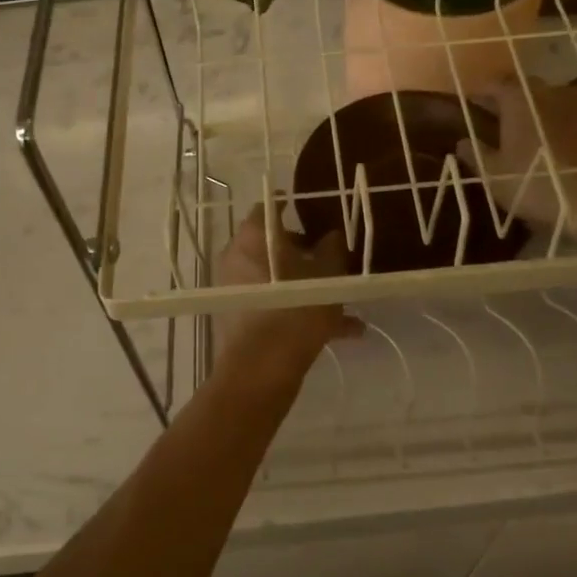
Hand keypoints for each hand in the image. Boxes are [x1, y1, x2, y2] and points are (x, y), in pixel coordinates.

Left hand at [213, 204, 362, 380]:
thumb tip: (332, 236)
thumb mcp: (328, 276)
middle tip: (330, 260)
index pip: (270, 207)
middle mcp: (236, 256)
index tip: (312, 215)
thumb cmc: (297, 308)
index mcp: (254, 236)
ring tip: (343, 303)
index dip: (291, 208)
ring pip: (276, 278)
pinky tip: (341, 332)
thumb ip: (332, 250)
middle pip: (272, 245)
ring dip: (306, 286)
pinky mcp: (236, 316)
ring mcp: (233, 287)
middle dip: (303, 253)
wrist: (262, 369)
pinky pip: (272, 304)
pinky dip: (298, 310)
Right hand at [455, 76, 576, 249]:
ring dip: (543, 114)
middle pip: (527, 88)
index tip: (472, 104)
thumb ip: (476, 155)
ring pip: (556, 103)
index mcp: (521, 99)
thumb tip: (462, 141)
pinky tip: (567, 152)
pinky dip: (569, 129)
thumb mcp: (495, 178)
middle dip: (512, 101)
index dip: (481, 92)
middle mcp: (554, 92)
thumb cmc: (540, 187)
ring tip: (535, 138)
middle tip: (501, 122)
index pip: (495, 83)